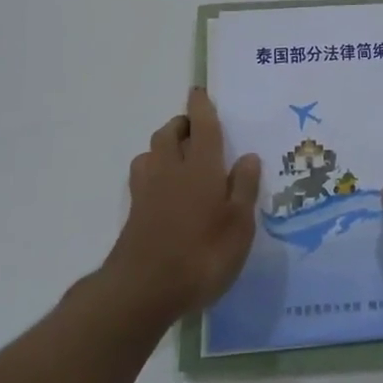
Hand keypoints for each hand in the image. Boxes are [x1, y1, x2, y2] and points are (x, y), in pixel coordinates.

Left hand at [104, 89, 261, 319]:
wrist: (143, 291)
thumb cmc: (202, 254)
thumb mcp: (239, 225)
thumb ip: (244, 188)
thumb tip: (248, 156)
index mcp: (201, 166)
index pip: (201, 125)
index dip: (201, 106)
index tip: (199, 91)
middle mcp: (170, 170)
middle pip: (169, 133)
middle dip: (181, 124)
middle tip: (197, 130)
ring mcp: (147, 191)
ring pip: (151, 153)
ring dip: (164, 146)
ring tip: (180, 157)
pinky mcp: (134, 213)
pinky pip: (143, 177)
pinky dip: (154, 172)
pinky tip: (164, 190)